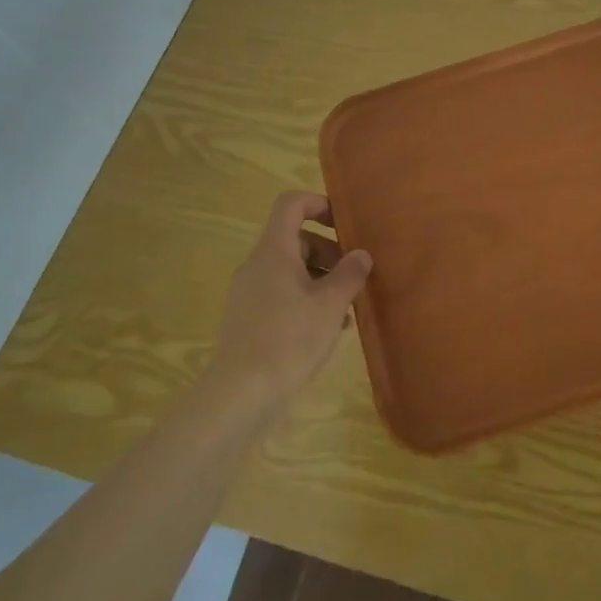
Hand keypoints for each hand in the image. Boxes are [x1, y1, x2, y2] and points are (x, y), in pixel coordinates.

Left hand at [207, 192, 370, 418]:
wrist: (239, 396)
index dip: (319, 204)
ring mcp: (249, 294)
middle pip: (295, 239)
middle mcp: (257, 265)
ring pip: (290, 270)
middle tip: (355, 274)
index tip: (345, 224)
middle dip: (328, 251)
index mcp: (274, 251)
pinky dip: (305, 300)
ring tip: (347, 306)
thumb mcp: (330, 305)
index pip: (291, 204)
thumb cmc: (288, 340)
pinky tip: (328, 328)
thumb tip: (361, 254)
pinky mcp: (248, 320)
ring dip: (321, 279)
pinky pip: (281, 295)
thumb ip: (349, 274)